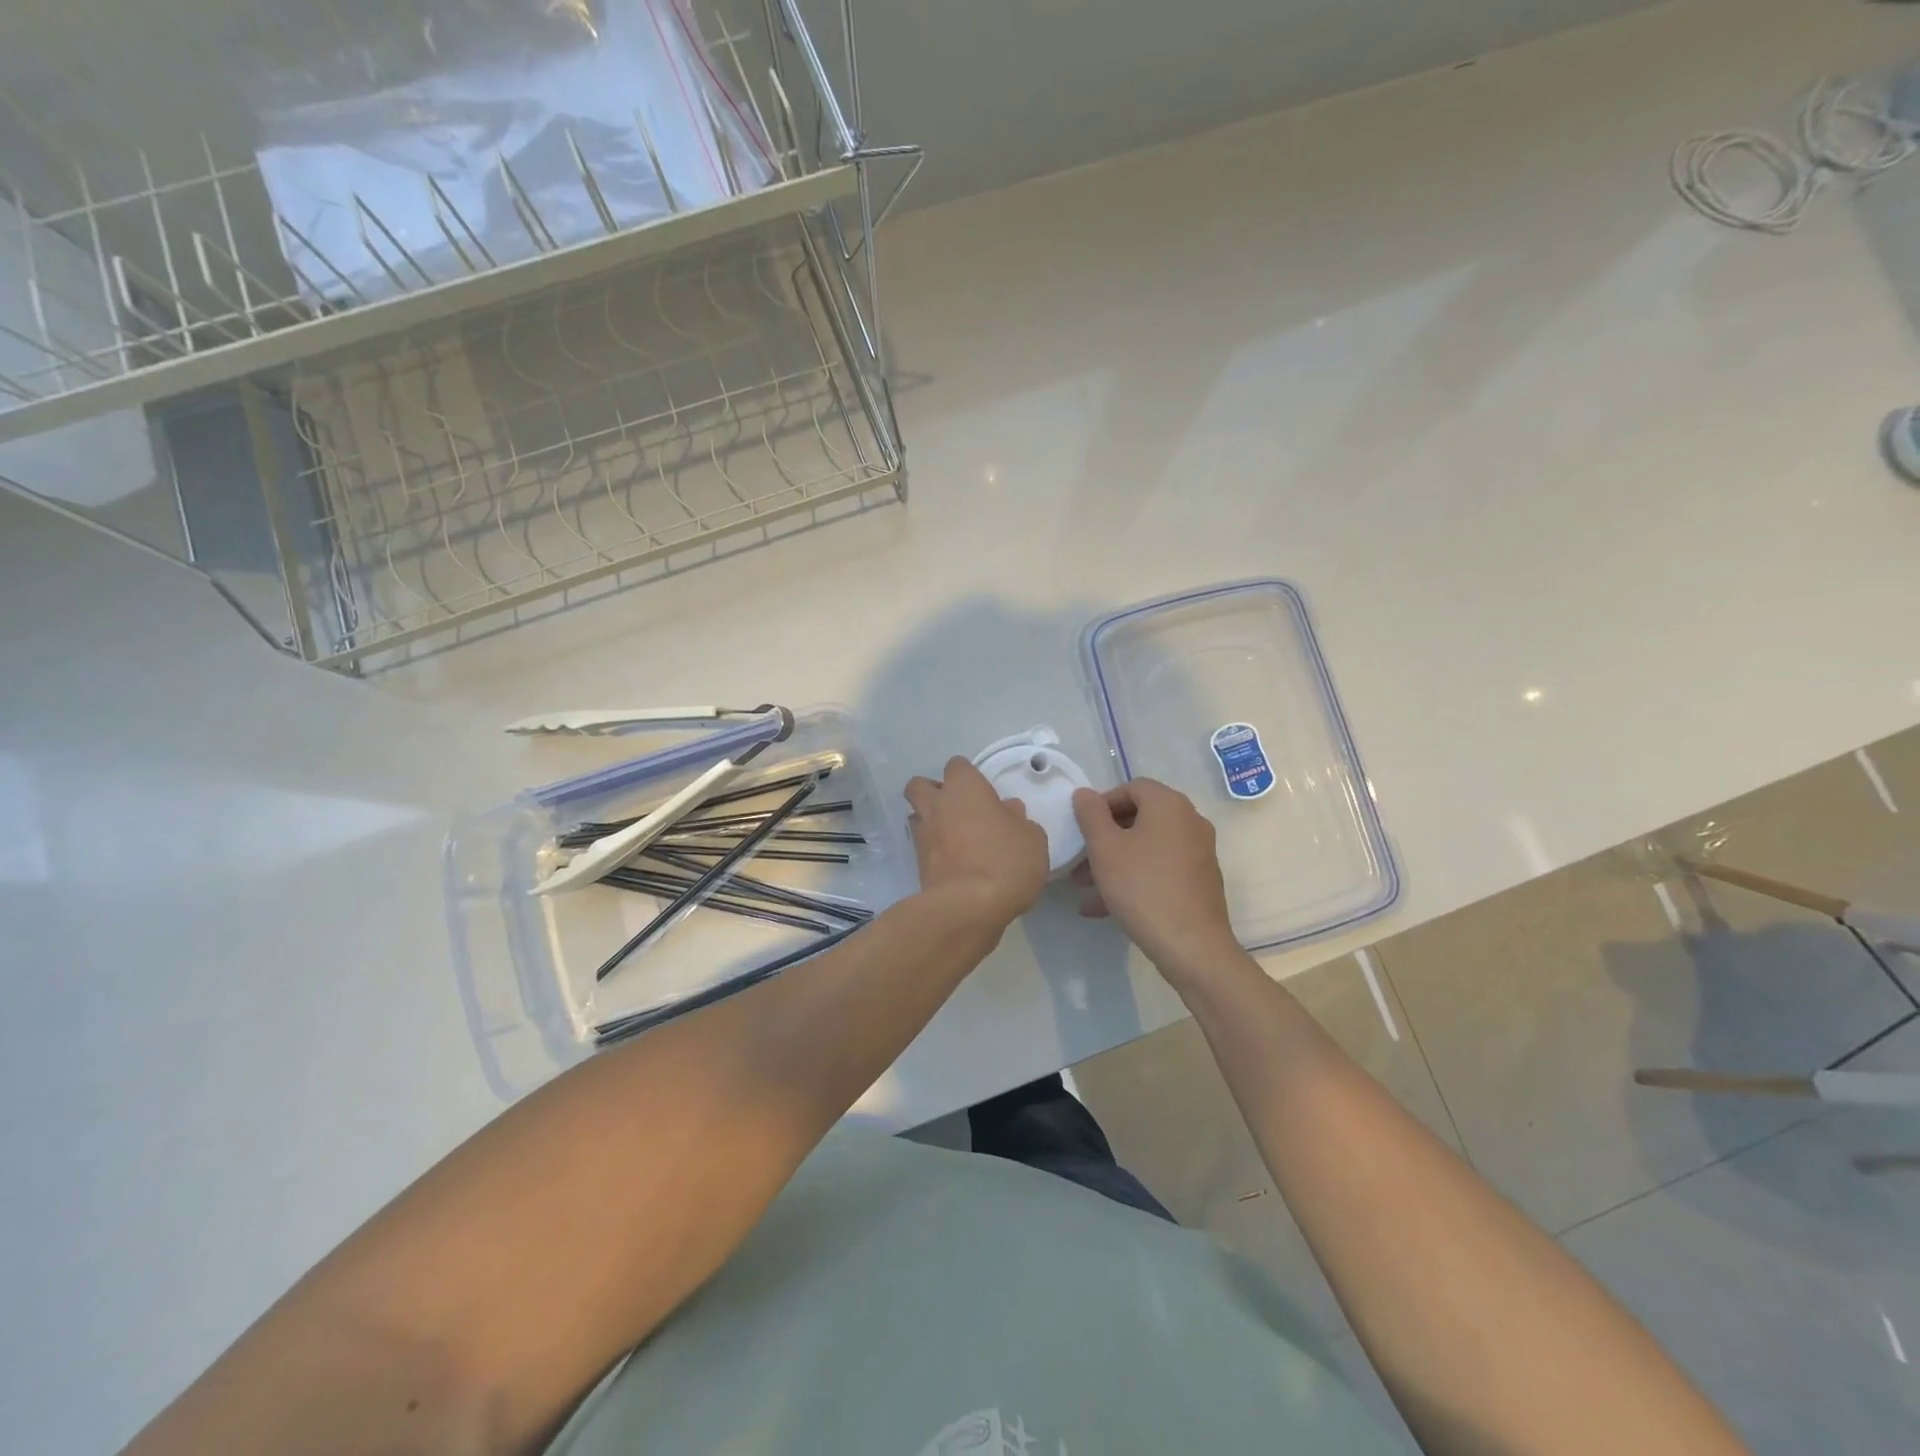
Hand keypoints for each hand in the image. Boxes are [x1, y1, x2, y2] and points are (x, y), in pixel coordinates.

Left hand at [904, 757, 1049, 929]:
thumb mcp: (1031, 838)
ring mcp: (922, 835)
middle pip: (920, 785)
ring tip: (956, 839)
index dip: (969, 778)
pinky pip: (923, 847)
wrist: (968, 907)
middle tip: (960, 810)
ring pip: (916, 816)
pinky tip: (955, 863)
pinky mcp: (917, 865)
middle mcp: (937, 805)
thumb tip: (1008, 811)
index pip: (957, 766)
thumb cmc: (1005, 861)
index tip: (984, 795)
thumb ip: (1019, 820)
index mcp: (964, 788)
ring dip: (931, 822)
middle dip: (934, 793)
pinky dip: (934, 851)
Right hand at [1071, 779, 1240, 978]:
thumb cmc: (1142, 888)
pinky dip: (1135, 878)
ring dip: (1115, 862)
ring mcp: (1198, 852)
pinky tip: (1105, 908)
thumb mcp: (1105, 849)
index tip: (1081, 828)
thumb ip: (1091, 815)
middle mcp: (1190, 821)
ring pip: (1147, 847)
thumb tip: (1085, 794)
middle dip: (1105, 838)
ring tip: (1086, 889)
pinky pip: (1160, 869)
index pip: (1131, 787)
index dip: (1102, 804)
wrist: (1191, 946)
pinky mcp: (1200, 881)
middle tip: (1080, 861)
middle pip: (1139, 818)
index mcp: (1169, 805)